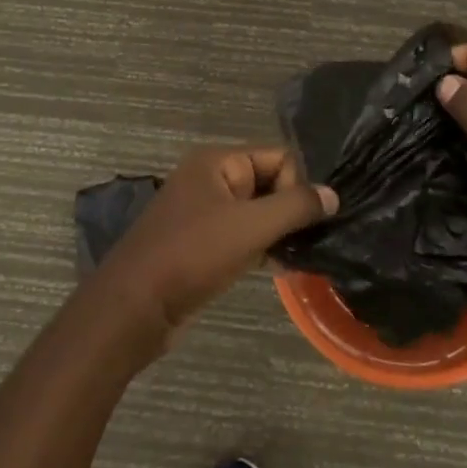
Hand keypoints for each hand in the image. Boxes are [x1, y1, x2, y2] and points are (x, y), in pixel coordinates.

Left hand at [91, 146, 335, 347]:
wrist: (132, 310)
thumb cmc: (191, 257)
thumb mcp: (250, 227)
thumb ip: (295, 207)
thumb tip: (333, 194)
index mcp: (218, 162)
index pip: (279, 157)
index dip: (298, 185)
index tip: (307, 220)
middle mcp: (211, 180)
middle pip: (270, 183)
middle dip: (291, 211)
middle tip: (311, 240)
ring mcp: (205, 213)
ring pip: (259, 213)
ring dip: (280, 233)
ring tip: (300, 257)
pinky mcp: (203, 245)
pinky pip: (244, 236)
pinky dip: (263, 249)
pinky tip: (283, 268)